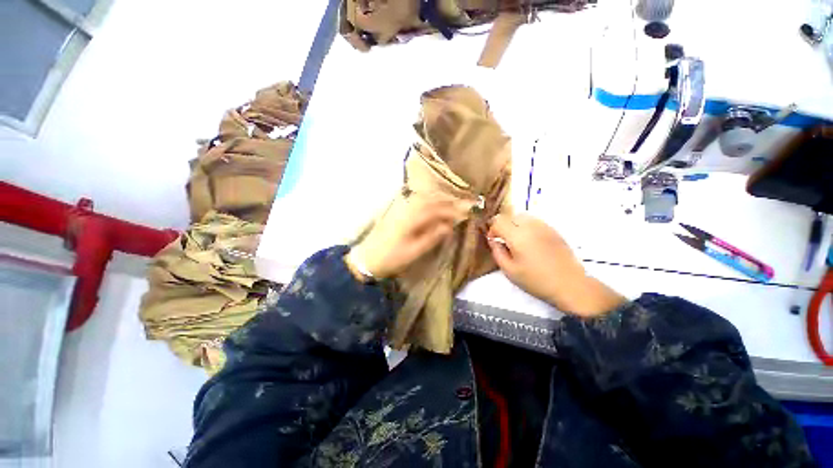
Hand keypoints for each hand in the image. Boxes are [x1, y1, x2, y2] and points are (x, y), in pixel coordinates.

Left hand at [348, 197, 468, 279]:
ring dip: (439, 200)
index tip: (466, 212)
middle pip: (431, 200)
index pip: (437, 209)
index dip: (452, 210)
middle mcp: (407, 208)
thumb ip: (432, 236)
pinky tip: (433, 205)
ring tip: (451, 205)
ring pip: (424, 198)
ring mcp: (400, 208)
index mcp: (412, 218)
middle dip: (448, 202)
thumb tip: (449, 226)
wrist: (367, 258)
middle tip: (463, 205)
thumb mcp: (415, 251)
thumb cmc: (392, 257)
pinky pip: (416, 201)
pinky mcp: (396, 211)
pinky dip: (428, 201)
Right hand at [487, 213, 625, 316]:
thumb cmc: (536, 280)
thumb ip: (497, 252)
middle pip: (510, 215)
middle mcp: (530, 226)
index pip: (498, 221)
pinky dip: (527, 226)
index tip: (493, 240)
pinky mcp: (553, 229)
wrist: (569, 284)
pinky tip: (530, 241)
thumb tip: (493, 240)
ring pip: (523, 216)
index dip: (492, 229)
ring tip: (517, 239)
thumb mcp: (509, 270)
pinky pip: (534, 221)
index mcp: (517, 236)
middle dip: (503, 225)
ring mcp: (544, 226)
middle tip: (503, 240)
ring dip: (515, 224)